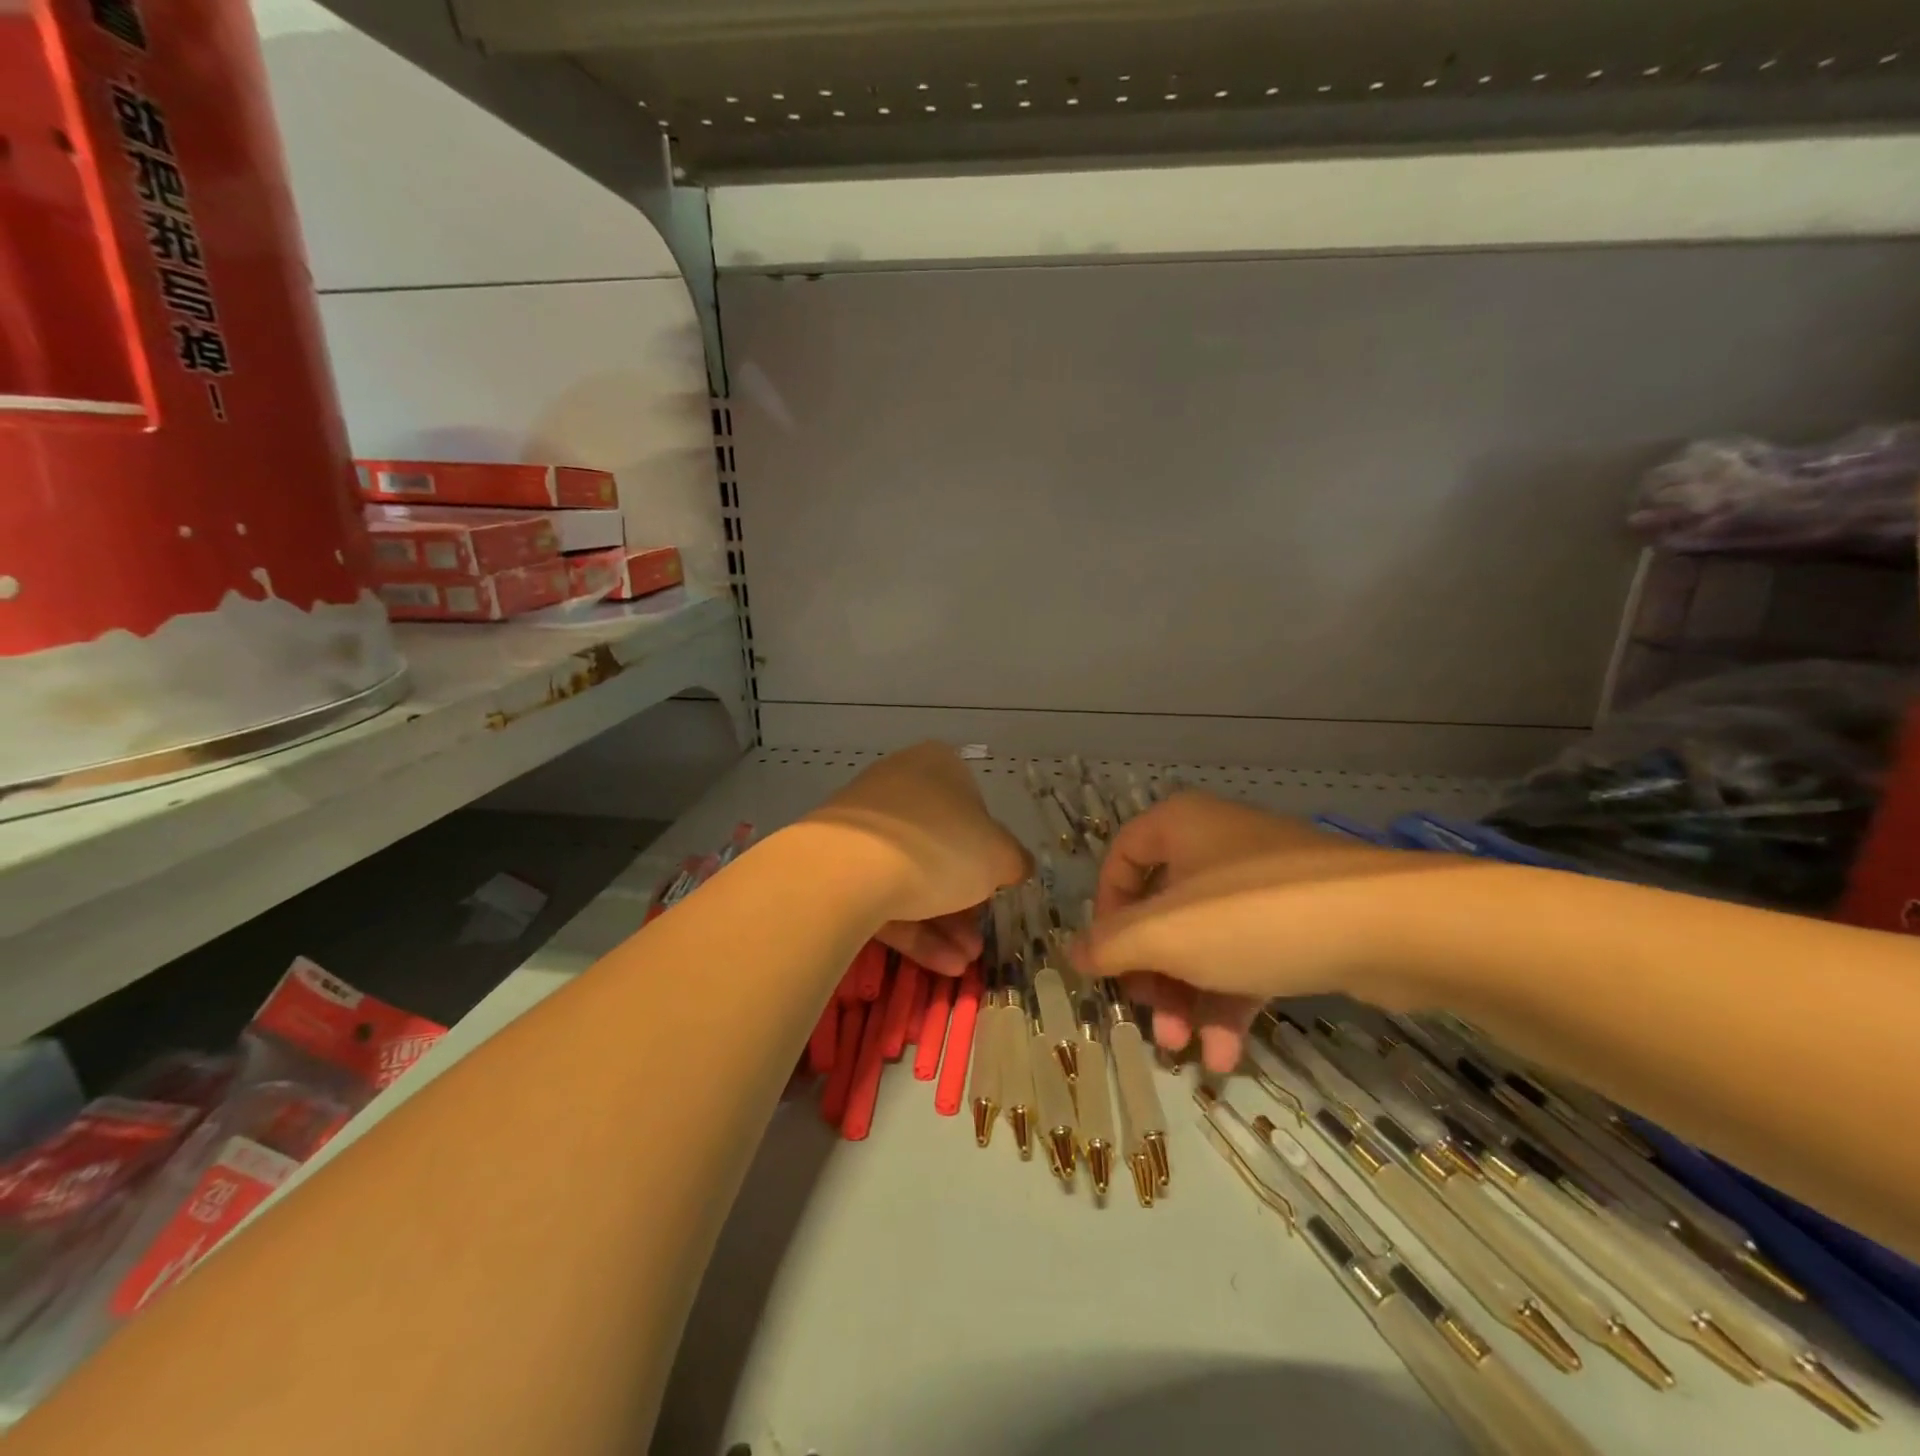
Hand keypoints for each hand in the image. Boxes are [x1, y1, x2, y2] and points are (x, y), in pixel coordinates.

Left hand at [805, 743, 1032, 975]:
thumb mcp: (998, 856)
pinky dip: (912, 928)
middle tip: (979, 937)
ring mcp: (863, 826)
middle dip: (965, 901)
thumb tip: (1018, 866)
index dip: (989, 851)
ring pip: (912, 876)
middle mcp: (898, 786)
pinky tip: (940, 965)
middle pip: (942, 847)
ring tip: (964, 961)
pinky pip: (882, 894)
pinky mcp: (836, 864)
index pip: (974, 807)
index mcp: (937, 767)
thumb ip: (1014, 861)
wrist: (847, 870)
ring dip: (943, 923)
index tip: (997, 887)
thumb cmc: (939, 847)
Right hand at [1071, 792, 1448, 1072]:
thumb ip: (1110, 945)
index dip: (1106, 911)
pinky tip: (1226, 1054)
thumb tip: (1074, 953)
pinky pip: (1250, 956)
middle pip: (1163, 910)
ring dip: (1189, 997)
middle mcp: (1218, 844)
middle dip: (1152, 972)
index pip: (1121, 858)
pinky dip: (1232, 999)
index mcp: (1180, 825)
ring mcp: (1264, 884)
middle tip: (1150, 1017)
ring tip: (1184, 1051)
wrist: (1392, 926)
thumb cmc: (1253, 915)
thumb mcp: (1165, 934)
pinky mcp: (1303, 920)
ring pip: (1206, 940)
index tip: (1107, 959)